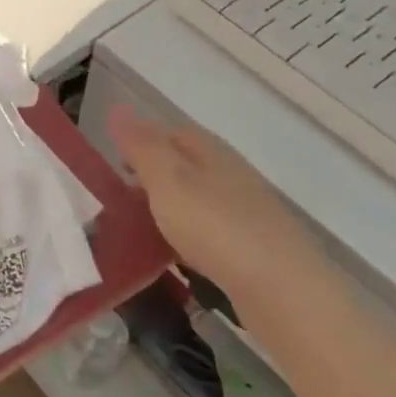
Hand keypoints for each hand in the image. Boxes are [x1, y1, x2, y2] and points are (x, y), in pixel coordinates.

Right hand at [107, 106, 327, 307]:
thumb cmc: (216, 227)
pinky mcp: (252, 248)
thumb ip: (142, 147)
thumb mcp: (168, 181)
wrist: (281, 289)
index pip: (173, 133)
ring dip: (170, 207)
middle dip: (154, 176)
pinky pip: (209, 232)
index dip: (142, 142)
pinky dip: (186, 236)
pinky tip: (174, 254)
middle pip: (187, 166)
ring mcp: (246, 213)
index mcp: (212, 153)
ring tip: (140, 228)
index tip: (114, 165)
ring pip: (198, 199)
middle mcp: (232, 176)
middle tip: (120, 199)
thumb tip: (118, 107)